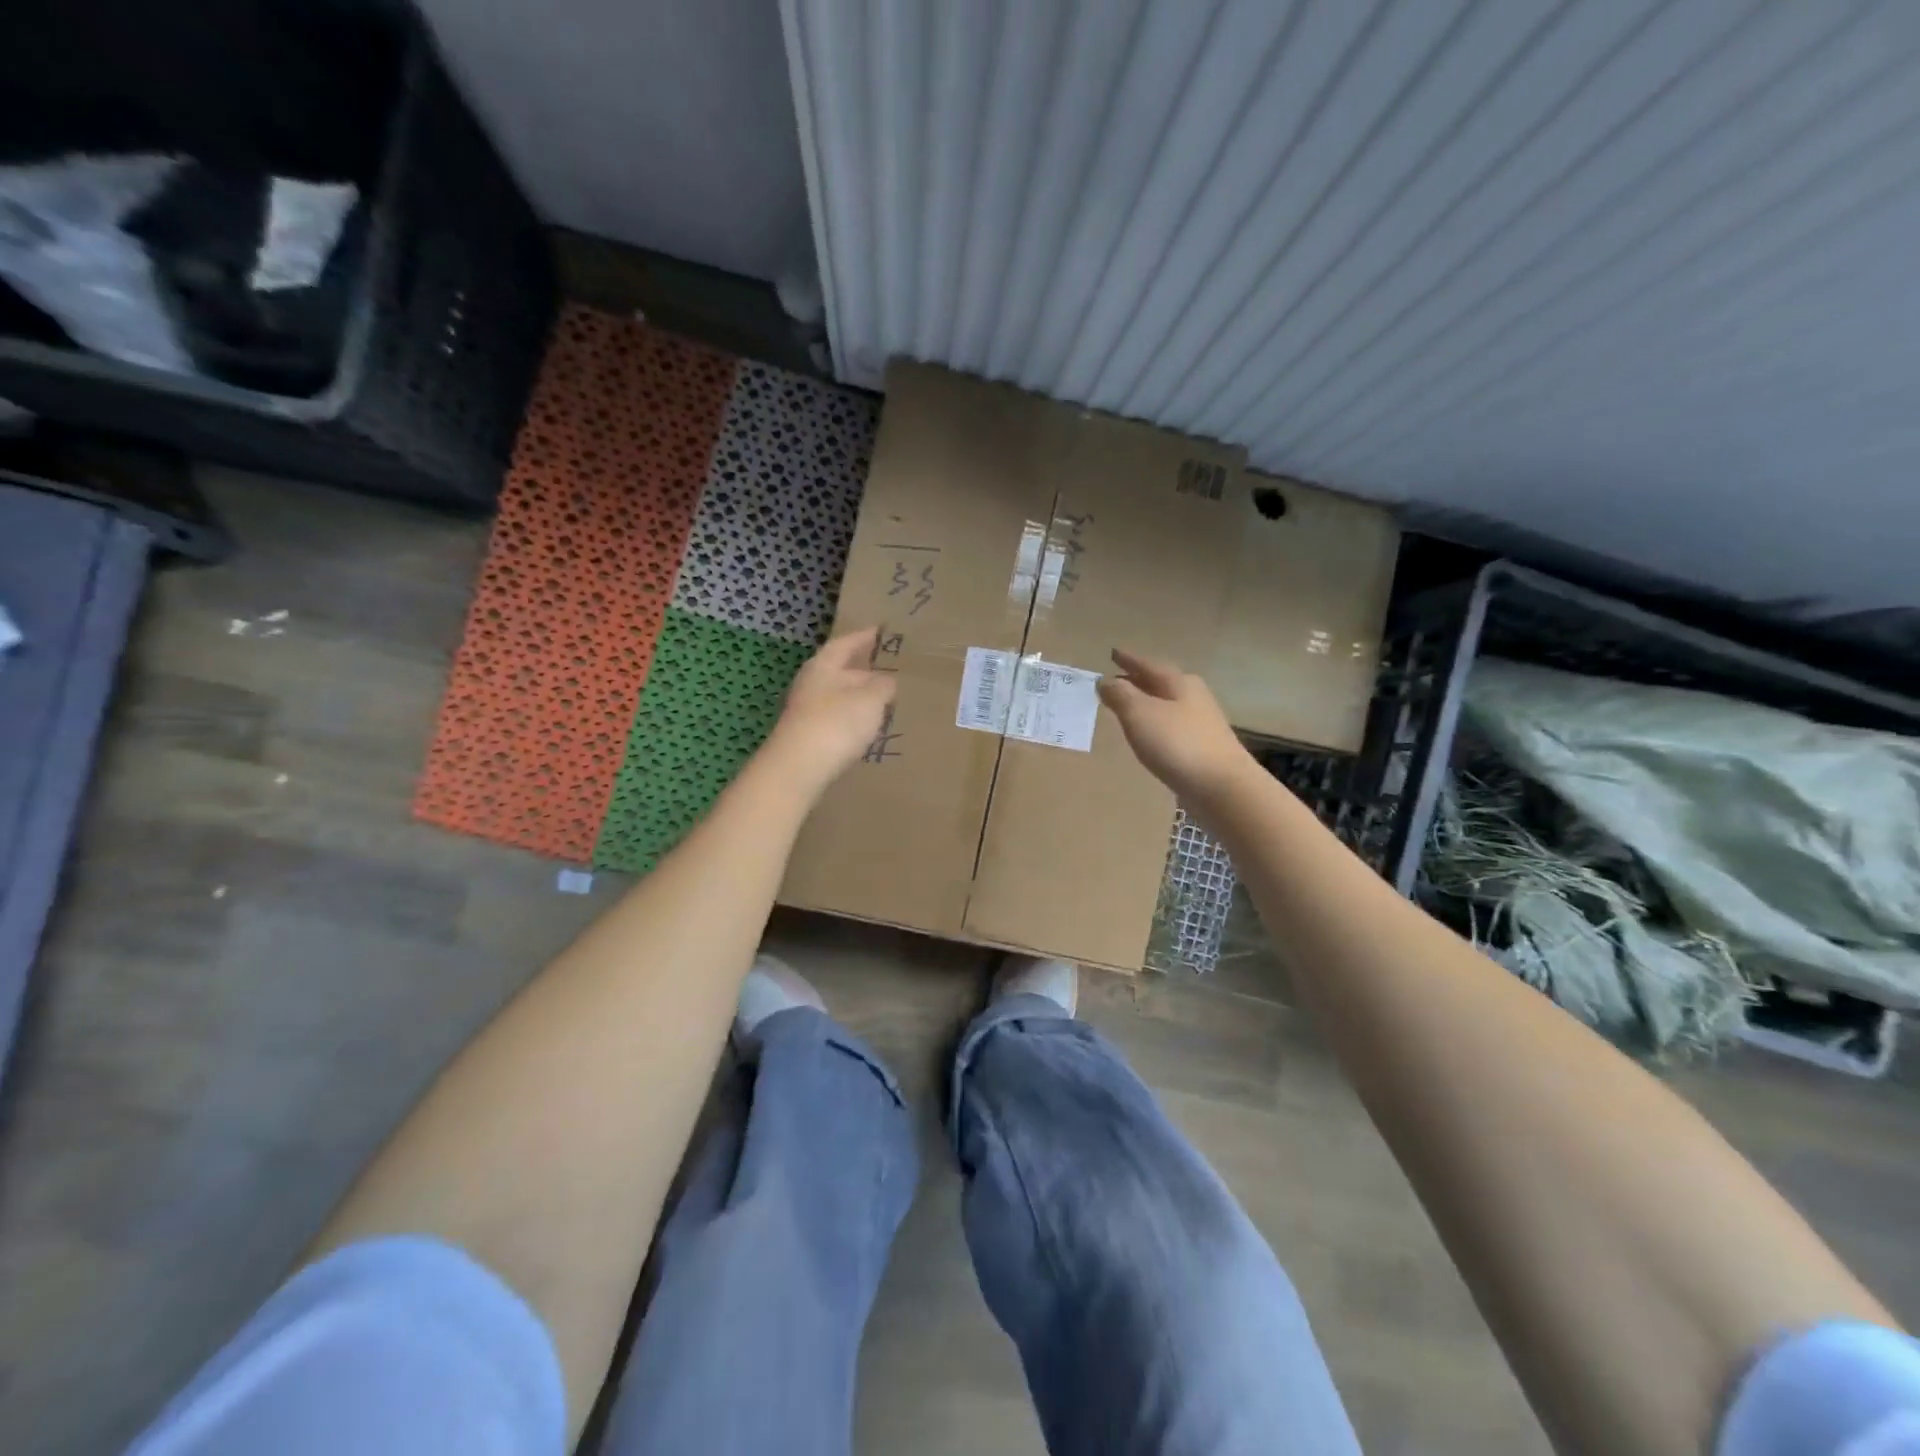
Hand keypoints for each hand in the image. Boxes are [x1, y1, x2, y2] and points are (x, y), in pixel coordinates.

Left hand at [763, 627, 897, 791]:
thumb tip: (887, 680)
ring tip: (883, 702)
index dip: (863, 637)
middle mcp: (810, 684)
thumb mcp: (870, 699)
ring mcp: (806, 712)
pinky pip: (835, 720)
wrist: (798, 769)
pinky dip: (852, 719)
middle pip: (839, 671)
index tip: (880, 632)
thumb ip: (882, 686)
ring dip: (858, 698)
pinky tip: (866, 729)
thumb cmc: (836, 723)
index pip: (845, 644)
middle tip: (889, 672)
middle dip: (863, 671)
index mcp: (823, 666)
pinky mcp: (808, 737)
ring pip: (837, 697)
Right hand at [1097, 648, 1252, 803]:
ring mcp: (1201, 722)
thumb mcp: (1140, 714)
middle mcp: (1193, 696)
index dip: (1128, 659)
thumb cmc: (1177, 744)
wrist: (1221, 787)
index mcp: (1179, 682)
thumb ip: (1120, 695)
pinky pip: (1172, 726)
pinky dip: (1156, 723)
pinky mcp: (1203, 747)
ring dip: (1147, 702)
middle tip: (1116, 680)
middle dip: (1138, 680)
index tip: (1112, 653)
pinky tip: (1148, 734)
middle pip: (1160, 682)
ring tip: (1127, 707)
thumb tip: (1105, 681)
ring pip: (1167, 704)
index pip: (1147, 664)